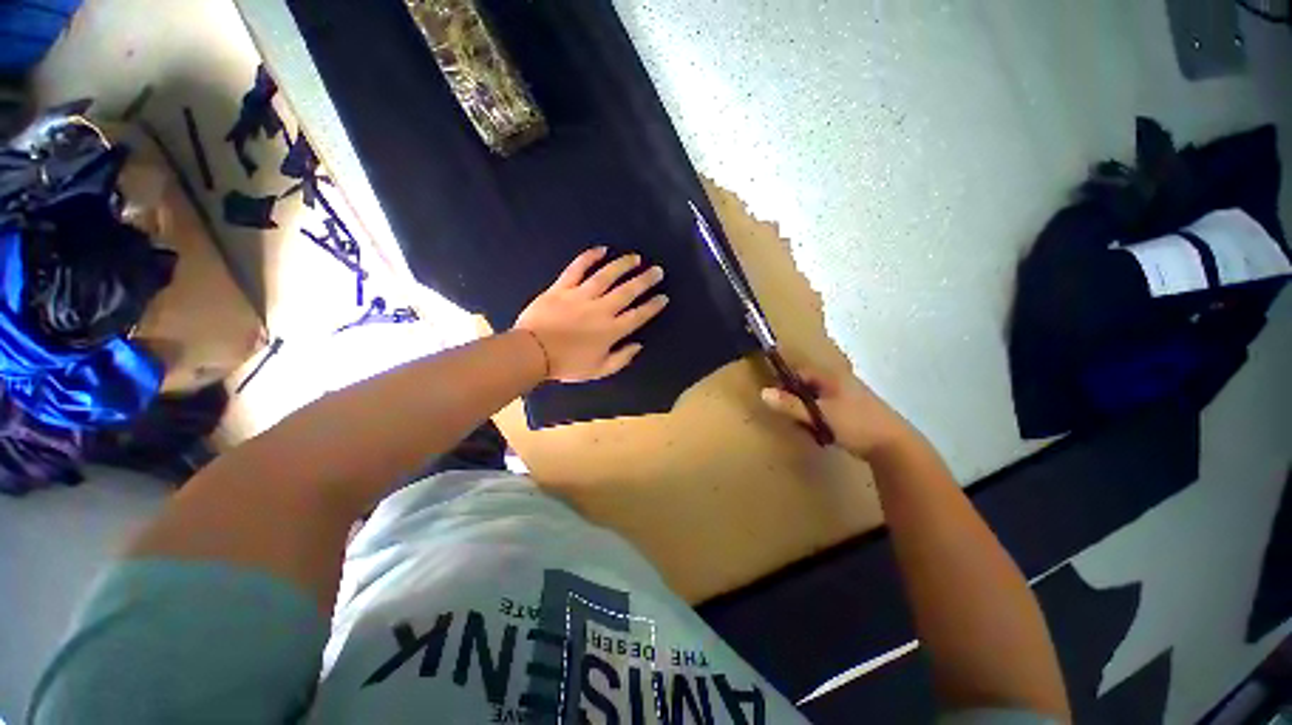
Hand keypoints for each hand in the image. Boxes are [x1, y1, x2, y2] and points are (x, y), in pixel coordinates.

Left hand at [514, 247, 668, 382]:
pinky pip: (577, 268)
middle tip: (657, 271)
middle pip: (628, 291)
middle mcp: (600, 309)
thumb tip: (638, 345)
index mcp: (611, 330)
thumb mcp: (598, 370)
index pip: (638, 315)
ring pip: (606, 275)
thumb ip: (621, 359)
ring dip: (623, 265)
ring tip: (635, 258)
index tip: (663, 297)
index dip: (652, 306)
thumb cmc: (567, 364)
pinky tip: (601, 249)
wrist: (532, 353)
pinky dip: (589, 257)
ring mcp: (581, 296)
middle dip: (645, 280)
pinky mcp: (562, 287)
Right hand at [760, 363, 913, 458]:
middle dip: (797, 399)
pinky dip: (821, 418)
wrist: (895, 446)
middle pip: (809, 385)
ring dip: (809, 411)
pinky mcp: (856, 411)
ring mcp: (850, 396)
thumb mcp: (819, 414)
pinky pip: (829, 409)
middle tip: (791, 416)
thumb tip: (763, 392)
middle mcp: (841, 382)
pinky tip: (823, 432)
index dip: (786, 382)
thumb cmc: (855, 424)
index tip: (776, 398)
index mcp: (831, 377)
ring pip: (819, 399)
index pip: (800, 371)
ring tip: (807, 427)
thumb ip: (791, 404)